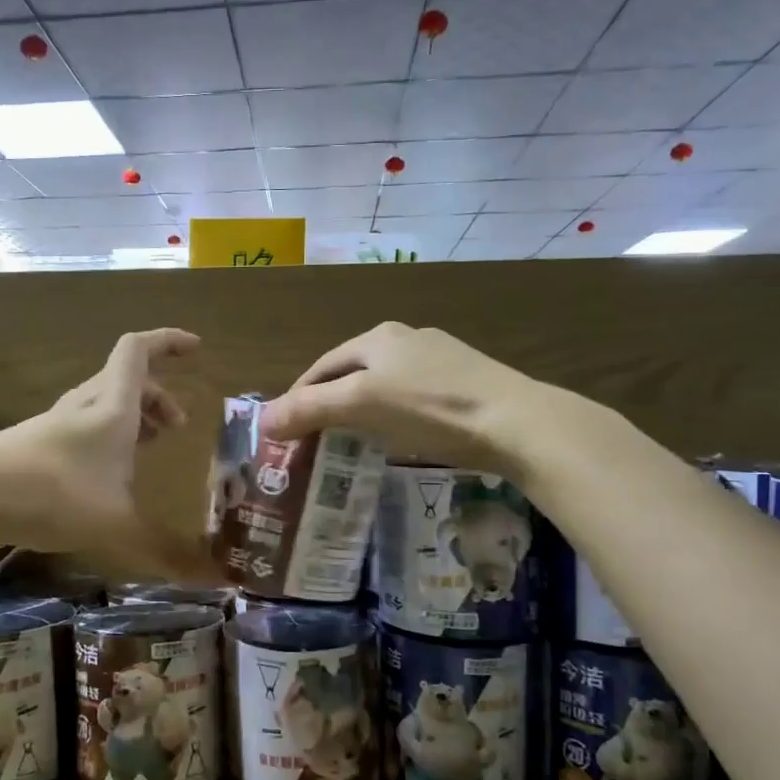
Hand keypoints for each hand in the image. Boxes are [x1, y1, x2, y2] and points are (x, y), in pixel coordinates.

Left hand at [0, 328, 212, 578]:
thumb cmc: (55, 495)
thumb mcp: (119, 527)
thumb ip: (167, 552)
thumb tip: (217, 579)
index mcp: (114, 408)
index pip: (140, 351)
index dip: (169, 341)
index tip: (196, 347)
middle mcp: (86, 406)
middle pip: (126, 380)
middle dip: (158, 395)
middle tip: (178, 427)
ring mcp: (56, 423)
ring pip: (103, 403)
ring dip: (133, 415)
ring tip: (150, 447)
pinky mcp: (35, 445)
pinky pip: (84, 426)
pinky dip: (108, 436)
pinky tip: (106, 474)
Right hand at [257, 322, 544, 473]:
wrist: (516, 422)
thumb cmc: (430, 408)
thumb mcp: (361, 405)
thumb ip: (310, 410)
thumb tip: (262, 421)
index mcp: (377, 337)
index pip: (320, 366)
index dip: (297, 397)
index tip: (284, 431)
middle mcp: (406, 338)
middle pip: (350, 373)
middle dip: (327, 404)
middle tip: (312, 440)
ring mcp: (439, 358)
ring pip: (382, 384)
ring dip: (359, 410)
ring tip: (349, 442)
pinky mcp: (464, 382)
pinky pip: (411, 397)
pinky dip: (391, 415)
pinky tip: (397, 436)